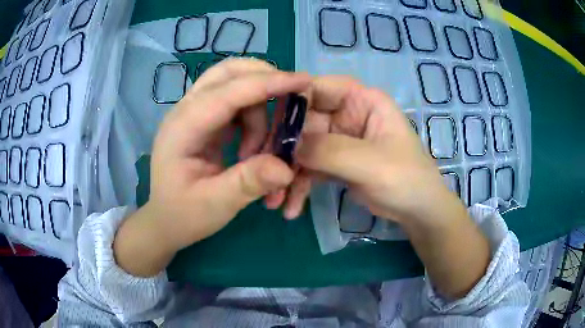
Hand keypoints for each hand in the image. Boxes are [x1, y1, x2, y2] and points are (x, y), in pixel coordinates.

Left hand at [113, 58, 309, 276]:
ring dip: (260, 109)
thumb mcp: (215, 205)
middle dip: (264, 79)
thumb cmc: (183, 215)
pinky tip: (252, 147)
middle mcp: (186, 111)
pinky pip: (235, 102)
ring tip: (259, 151)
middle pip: (227, 72)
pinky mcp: (204, 120)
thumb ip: (248, 183)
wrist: (164, 220)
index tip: (304, 81)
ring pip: (235, 84)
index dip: (268, 83)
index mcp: (182, 128)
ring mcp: (194, 112)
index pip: (228, 92)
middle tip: (291, 102)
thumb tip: (287, 168)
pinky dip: (254, 116)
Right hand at [272, 76, 454, 223]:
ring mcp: (339, 138)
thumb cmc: (405, 179)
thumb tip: (287, 146)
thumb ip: (328, 150)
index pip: (318, 88)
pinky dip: (298, 186)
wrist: (417, 211)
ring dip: (287, 173)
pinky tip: (291, 208)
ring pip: (302, 148)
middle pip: (303, 121)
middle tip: (265, 173)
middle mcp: (347, 113)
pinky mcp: (335, 161)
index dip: (291, 102)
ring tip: (273, 200)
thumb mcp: (369, 163)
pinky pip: (309, 167)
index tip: (267, 127)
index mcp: (361, 100)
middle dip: (283, 149)